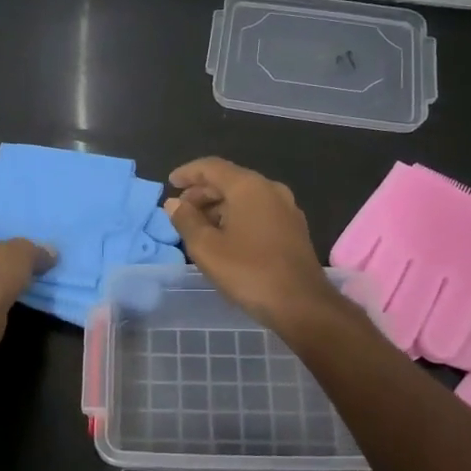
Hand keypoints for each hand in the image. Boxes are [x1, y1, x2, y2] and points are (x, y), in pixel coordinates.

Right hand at [164, 158, 340, 332]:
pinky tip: (225, 237)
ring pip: (245, 197)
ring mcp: (286, 208)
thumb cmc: (249, 272)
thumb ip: (186, 221)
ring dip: (218, 206)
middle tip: (180, 210)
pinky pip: (258, 211)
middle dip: (202, 192)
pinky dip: (237, 216)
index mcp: (249, 187)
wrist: (301, 304)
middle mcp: (270, 189)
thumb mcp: (206, 248)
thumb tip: (174, 204)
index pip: (211, 167)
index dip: (188, 173)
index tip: (170, 184)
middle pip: (229, 180)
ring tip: (198, 226)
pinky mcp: (293, 228)